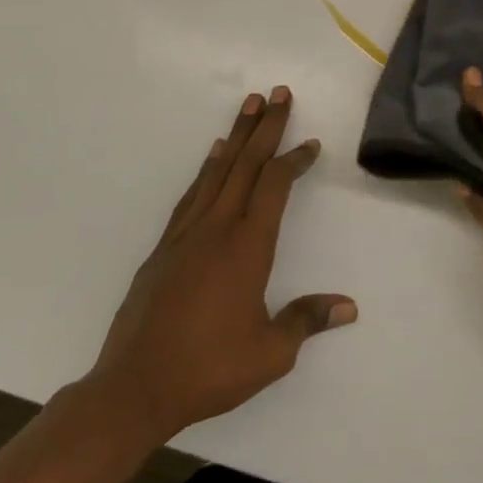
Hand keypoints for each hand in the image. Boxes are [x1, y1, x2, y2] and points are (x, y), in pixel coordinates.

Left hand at [85, 87, 355, 447]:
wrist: (132, 389)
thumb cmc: (208, 369)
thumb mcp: (271, 354)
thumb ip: (307, 321)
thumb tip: (350, 307)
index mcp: (248, 246)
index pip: (276, 185)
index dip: (295, 160)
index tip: (311, 143)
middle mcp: (217, 228)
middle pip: (246, 164)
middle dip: (266, 126)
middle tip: (278, 92)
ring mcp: (186, 235)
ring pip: (217, 171)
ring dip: (237, 135)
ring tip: (249, 106)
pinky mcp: (164, 248)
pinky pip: (192, 194)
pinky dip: (207, 168)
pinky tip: (213, 155)